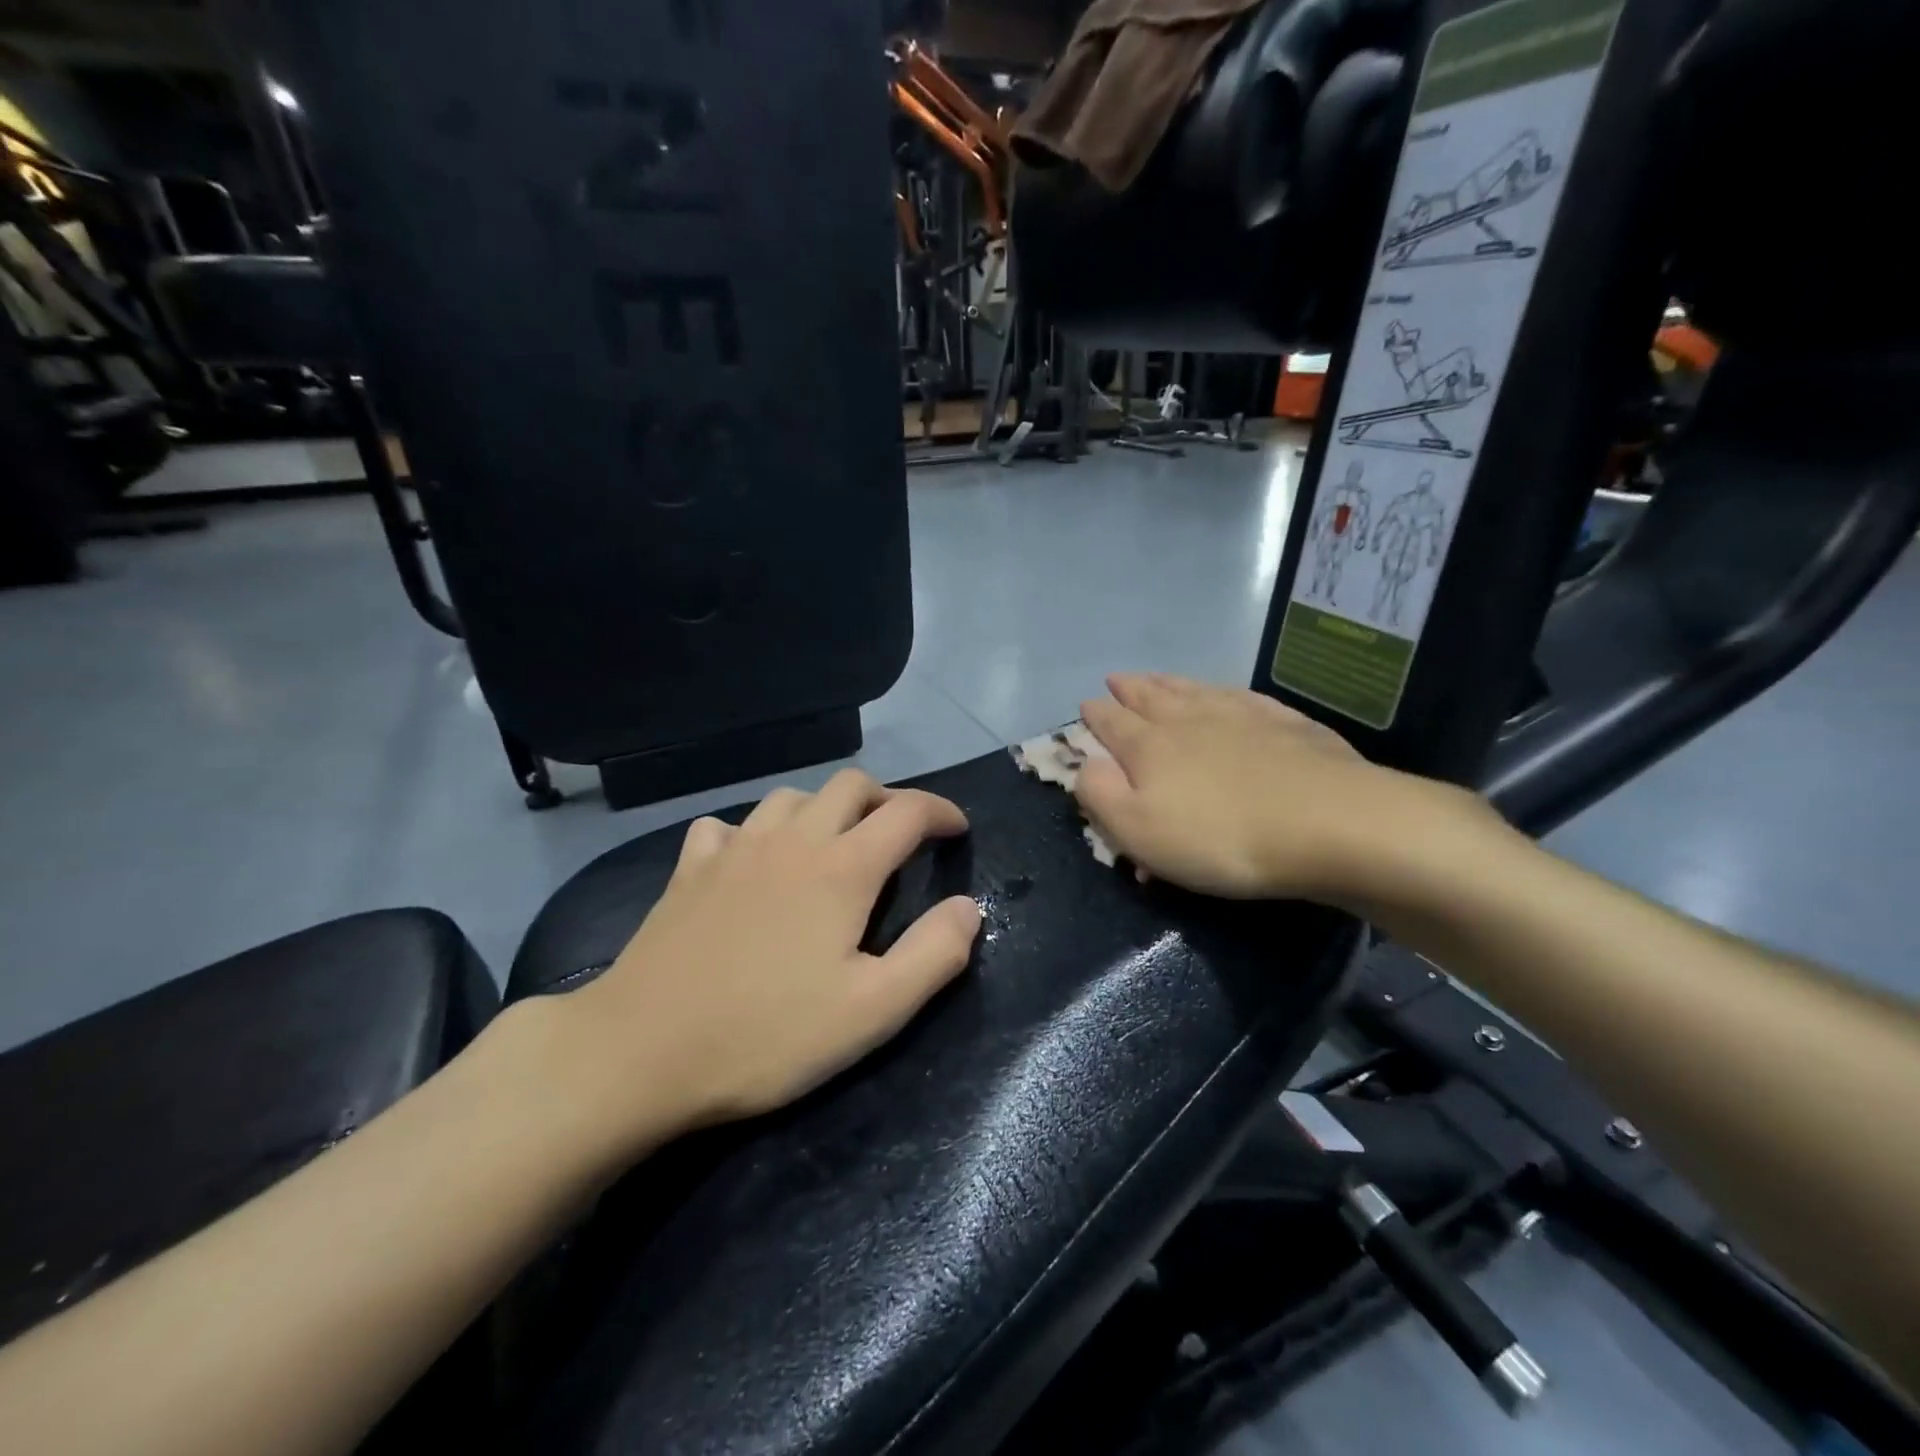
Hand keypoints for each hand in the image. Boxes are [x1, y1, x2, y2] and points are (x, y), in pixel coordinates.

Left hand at [555, 770, 980, 1151]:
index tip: (958, 830)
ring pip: (791, 797)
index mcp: (842, 868)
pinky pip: (729, 826)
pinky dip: (755, 832)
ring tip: (834, 845)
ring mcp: (735, 849)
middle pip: (850, 785)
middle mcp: (792, 840)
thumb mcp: (872, 1011)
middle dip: (886, 799)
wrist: (640, 1052)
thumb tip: (968, 907)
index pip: (906, 812)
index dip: (941, 812)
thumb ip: (933, 954)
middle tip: (901, 837)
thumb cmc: (767, 1035)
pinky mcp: (690, 869)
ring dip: (824, 809)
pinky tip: (753, 863)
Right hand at [1074, 673, 1466, 902]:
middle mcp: (1190, 719)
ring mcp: (1241, 715)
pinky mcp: (1286, 723)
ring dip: (1169, 682)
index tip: (1086, 704)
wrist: (1328, 824)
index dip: (1096, 715)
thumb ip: (1100, 796)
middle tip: (1115, 679)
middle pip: (1151, 697)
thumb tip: (1085, 766)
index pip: (1113, 723)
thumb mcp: (1139, 831)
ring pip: (1193, 690)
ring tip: (1156, 676)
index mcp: (1150, 746)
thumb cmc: (1220, 837)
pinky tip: (1225, 692)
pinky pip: (1242, 696)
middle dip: (1129, 689)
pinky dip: (1223, 691)